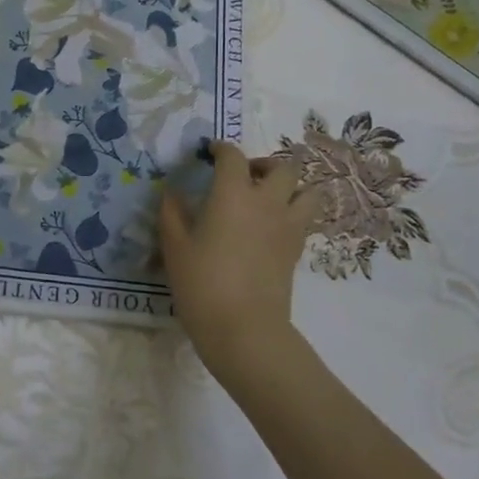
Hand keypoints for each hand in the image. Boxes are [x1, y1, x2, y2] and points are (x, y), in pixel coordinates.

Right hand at [159, 141, 315, 376]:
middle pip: (282, 166)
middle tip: (244, 175)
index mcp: (233, 193)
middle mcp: (267, 201)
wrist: (243, 328)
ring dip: (290, 186)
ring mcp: (288, 226)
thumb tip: (172, 193)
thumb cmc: (202, 283)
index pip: (233, 156)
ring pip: (307, 191)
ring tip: (269, 197)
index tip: (210, 153)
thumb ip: (171, 213)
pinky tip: (271, 226)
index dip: (221, 149)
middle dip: (263, 164)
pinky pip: (304, 219)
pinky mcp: (297, 250)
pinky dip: (293, 212)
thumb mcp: (174, 246)